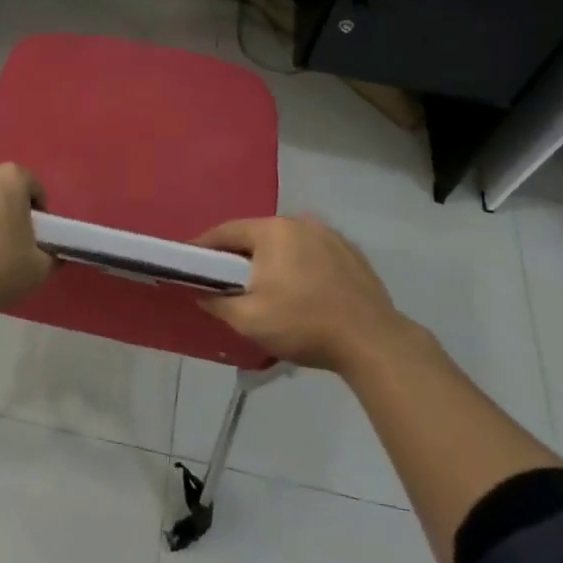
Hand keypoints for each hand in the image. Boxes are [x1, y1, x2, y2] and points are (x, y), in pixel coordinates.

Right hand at [195, 215, 412, 373]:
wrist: (372, 341)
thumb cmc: (303, 324)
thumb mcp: (249, 320)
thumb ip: (218, 302)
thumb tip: (201, 292)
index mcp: (272, 230)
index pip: (226, 231)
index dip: (204, 247)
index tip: (190, 262)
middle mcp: (300, 221)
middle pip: (257, 235)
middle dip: (239, 255)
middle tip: (226, 279)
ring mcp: (329, 234)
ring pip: (287, 243)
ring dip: (272, 260)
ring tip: (266, 286)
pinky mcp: (350, 252)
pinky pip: (312, 253)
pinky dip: (300, 266)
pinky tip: (302, 290)